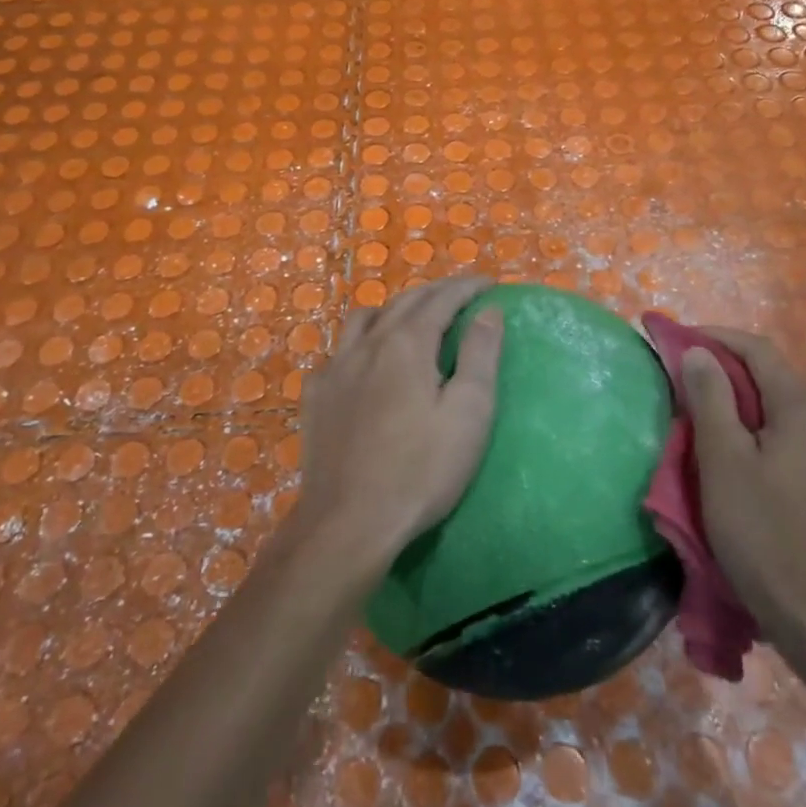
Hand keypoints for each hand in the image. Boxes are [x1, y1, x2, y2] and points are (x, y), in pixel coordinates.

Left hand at [293, 276, 504, 567]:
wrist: (349, 522)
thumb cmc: (420, 471)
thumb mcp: (469, 414)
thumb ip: (480, 355)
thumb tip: (488, 312)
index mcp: (406, 344)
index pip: (441, 298)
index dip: (467, 287)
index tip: (490, 284)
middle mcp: (367, 344)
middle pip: (403, 301)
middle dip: (435, 292)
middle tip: (461, 295)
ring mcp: (334, 368)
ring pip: (364, 318)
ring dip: (394, 310)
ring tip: (413, 321)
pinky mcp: (315, 396)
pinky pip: (338, 351)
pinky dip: (360, 343)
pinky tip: (366, 364)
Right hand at [685, 328, 805, 657]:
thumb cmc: (762, 531)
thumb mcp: (723, 459)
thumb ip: (711, 398)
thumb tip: (699, 353)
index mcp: (802, 409)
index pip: (757, 350)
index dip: (714, 337)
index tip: (673, 340)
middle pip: (767, 375)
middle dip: (720, 366)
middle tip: (676, 372)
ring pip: (772, 405)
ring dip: (731, 396)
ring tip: (691, 404)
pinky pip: (779, 433)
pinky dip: (746, 424)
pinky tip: (721, 445)